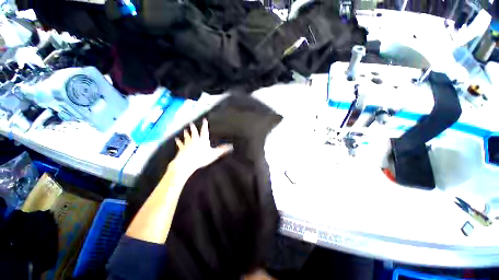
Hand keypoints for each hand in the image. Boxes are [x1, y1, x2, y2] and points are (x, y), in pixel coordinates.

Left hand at [170, 119, 232, 178]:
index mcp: (203, 140)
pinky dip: (178, 141)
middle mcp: (195, 140)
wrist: (187, 162)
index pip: (204, 131)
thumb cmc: (201, 158)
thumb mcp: (214, 154)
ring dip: (186, 133)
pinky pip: (180, 144)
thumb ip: (222, 150)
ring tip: (185, 130)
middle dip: (193, 127)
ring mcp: (187, 144)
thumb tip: (231, 146)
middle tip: (191, 123)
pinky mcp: (182, 148)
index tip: (204, 119)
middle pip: (194, 132)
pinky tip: (176, 139)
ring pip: (187, 137)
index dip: (204, 125)